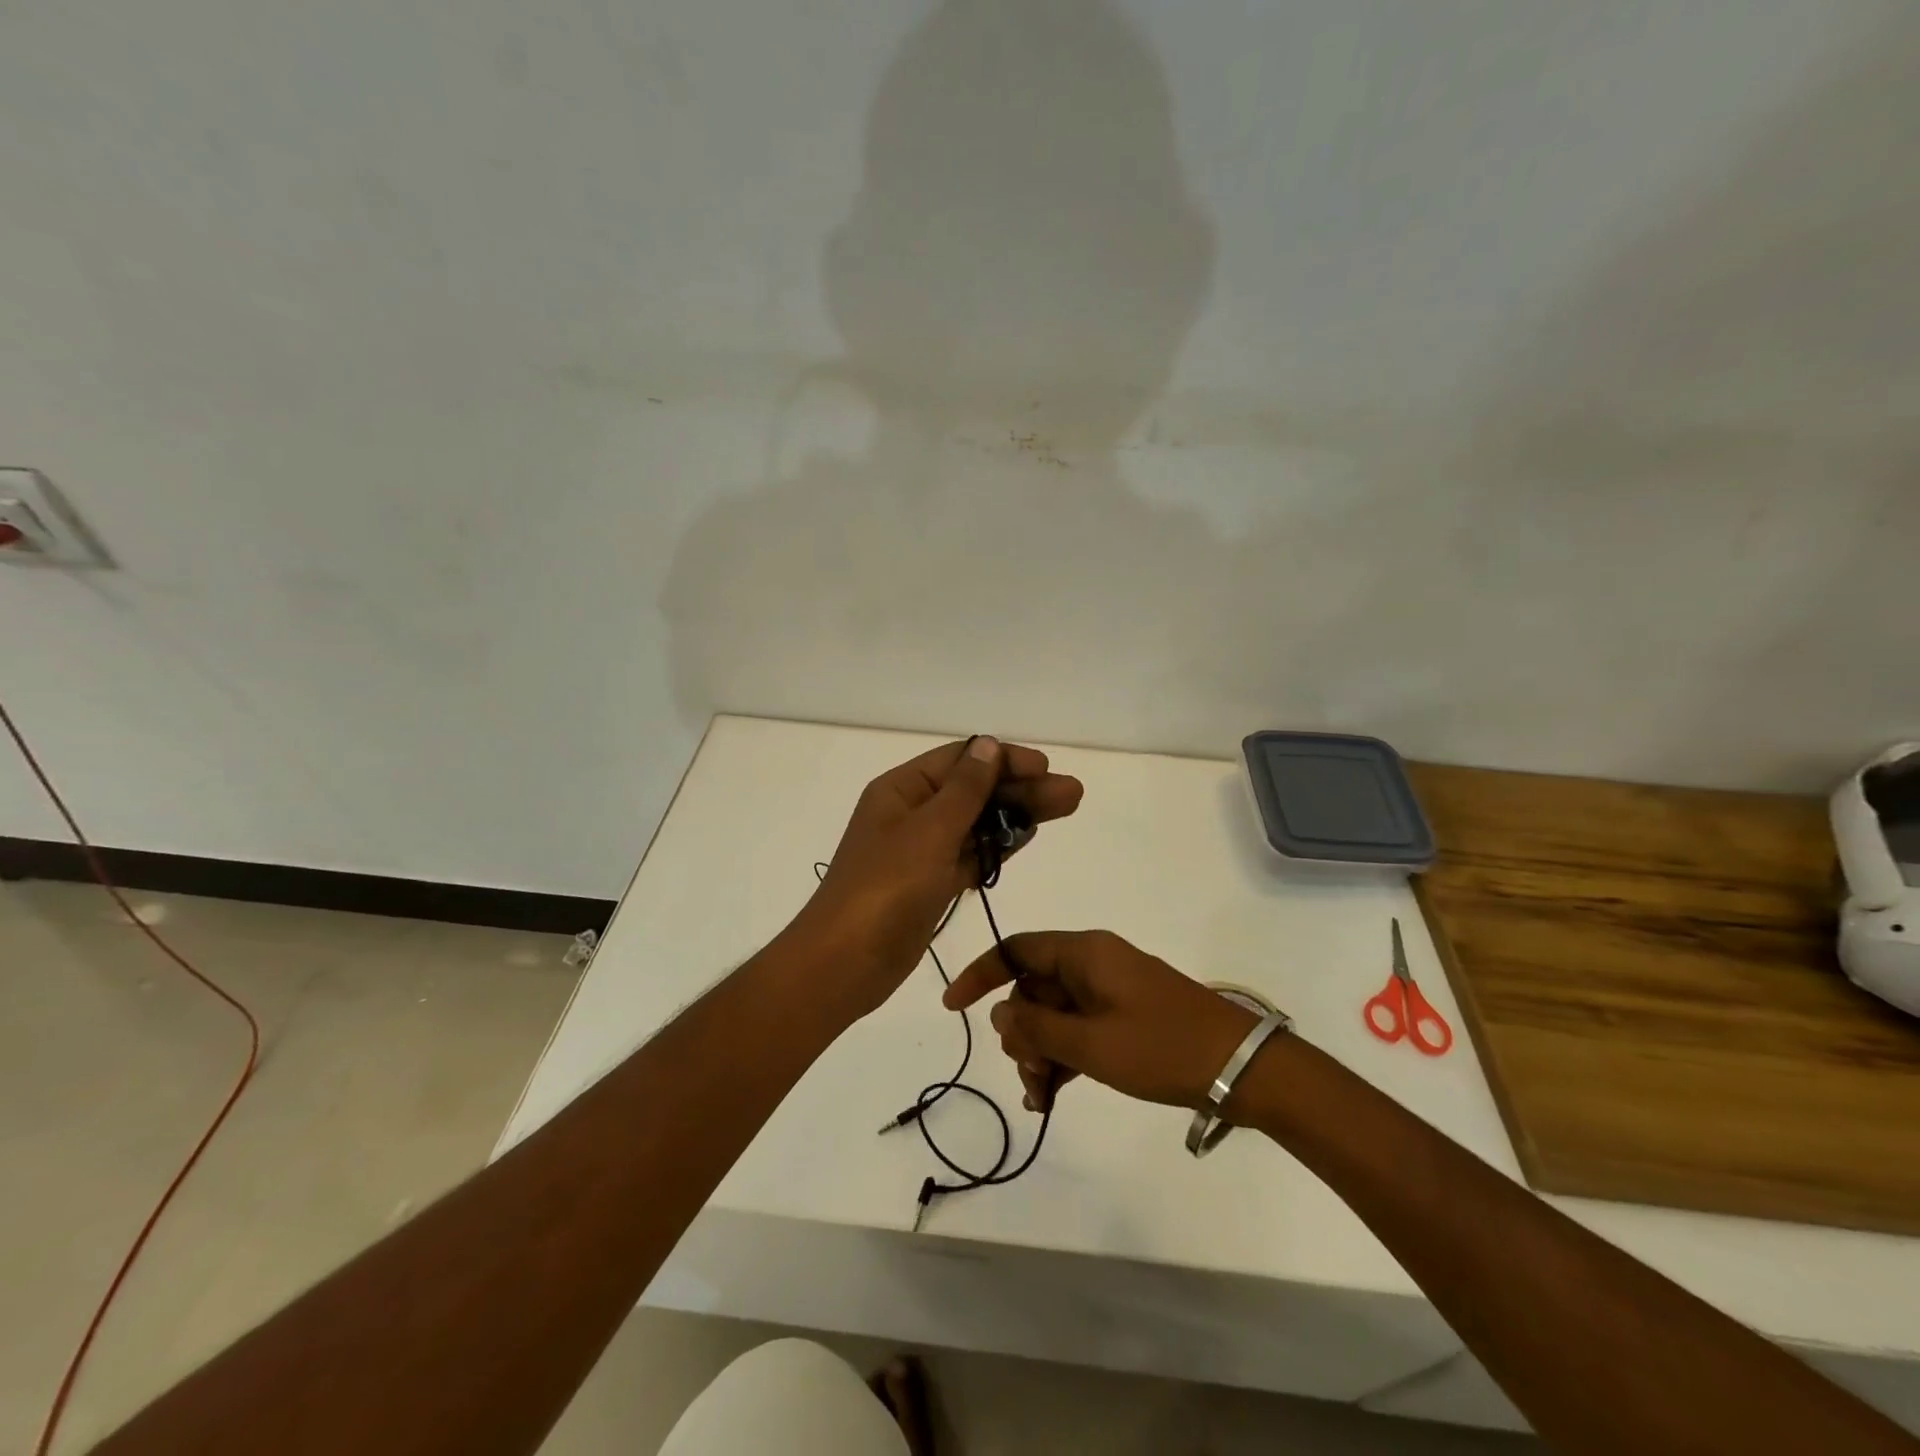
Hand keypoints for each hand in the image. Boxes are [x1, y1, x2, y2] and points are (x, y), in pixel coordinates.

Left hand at [795, 737, 1083, 1017]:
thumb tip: (987, 745)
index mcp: (901, 790)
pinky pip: (969, 854)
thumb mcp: (928, 831)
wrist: (845, 963)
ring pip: (976, 823)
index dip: (1004, 759)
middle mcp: (910, 813)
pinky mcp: (930, 883)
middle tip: (1072, 794)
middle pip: (974, 791)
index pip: (960, 759)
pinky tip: (1028, 836)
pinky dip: (997, 846)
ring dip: (1016, 815)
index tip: (1045, 767)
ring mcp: (920, 850)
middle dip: (1021, 789)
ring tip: (1065, 808)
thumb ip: (965, 789)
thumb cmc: (885, 889)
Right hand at [944, 930, 1259, 1110]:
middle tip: (1029, 1076)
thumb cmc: (1161, 1047)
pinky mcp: (1125, 1016)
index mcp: (1084, 953)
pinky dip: (1064, 1057)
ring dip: (1041, 1053)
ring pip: (1054, 1014)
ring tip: (1042, 1098)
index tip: (953, 1007)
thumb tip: (1001, 1015)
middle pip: (1034, 988)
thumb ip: (1038, 1029)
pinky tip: (1053, 1096)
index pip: (1016, 950)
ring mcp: (1111, 990)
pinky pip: (1079, 1029)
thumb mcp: (1091, 1045)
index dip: (981, 975)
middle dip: (1020, 1032)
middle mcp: (1093, 963)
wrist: (1241, 1068)